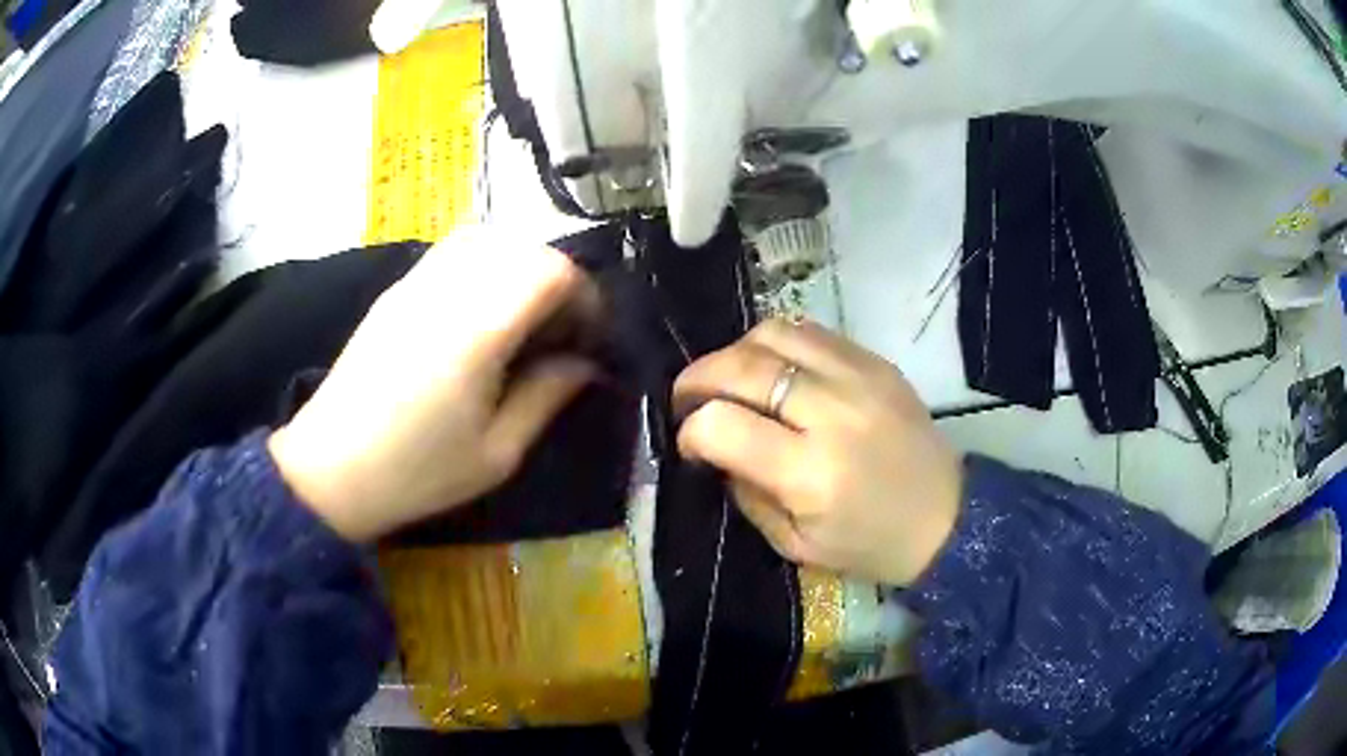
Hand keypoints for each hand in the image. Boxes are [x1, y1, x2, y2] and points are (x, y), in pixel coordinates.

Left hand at [269, 227, 599, 541]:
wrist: (331, 470)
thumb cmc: (417, 472)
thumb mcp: (498, 452)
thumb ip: (548, 396)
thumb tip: (585, 362)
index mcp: (478, 330)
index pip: (551, 270)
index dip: (585, 295)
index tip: (589, 336)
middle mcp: (448, 289)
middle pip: (523, 246)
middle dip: (557, 279)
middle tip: (560, 330)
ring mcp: (416, 282)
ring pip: (486, 237)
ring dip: (518, 264)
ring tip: (522, 315)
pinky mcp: (396, 290)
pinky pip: (452, 250)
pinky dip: (484, 262)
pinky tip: (480, 311)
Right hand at [673, 319, 961, 585]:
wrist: (947, 518)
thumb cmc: (870, 544)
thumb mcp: (796, 544)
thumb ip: (747, 494)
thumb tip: (716, 449)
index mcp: (812, 473)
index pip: (724, 425)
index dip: (691, 431)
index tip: (689, 444)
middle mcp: (834, 413)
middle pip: (743, 366)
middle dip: (698, 378)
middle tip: (688, 399)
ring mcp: (860, 378)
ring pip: (774, 334)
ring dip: (736, 353)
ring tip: (731, 380)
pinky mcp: (877, 362)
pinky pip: (811, 332)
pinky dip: (777, 346)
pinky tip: (774, 371)